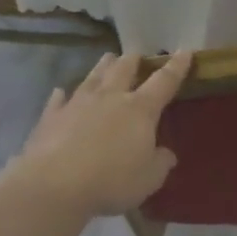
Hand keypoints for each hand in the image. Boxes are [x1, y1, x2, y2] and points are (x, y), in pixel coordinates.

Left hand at [8, 51, 192, 217]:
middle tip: (137, 53)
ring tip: (108, 57)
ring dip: (103, 66)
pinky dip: (63, 94)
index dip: (176, 66)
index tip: (185, 51)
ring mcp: (77, 104)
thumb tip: (166, 154)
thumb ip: (160, 162)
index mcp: (140, 110)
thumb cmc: (113, 181)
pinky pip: (59, 99)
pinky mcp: (51, 116)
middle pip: (123, 70)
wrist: (56, 184)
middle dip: (134, 60)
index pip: (164, 82)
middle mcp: (109, 98)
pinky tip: (61, 91)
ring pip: (93, 77)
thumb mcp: (150, 178)